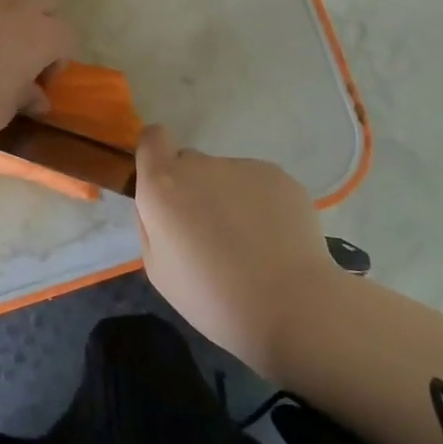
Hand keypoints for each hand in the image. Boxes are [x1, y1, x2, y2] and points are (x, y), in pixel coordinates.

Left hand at [0, 0, 76, 148]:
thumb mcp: (4, 111)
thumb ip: (25, 95)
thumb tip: (37, 96)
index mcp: (39, 35)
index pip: (66, 35)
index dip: (57, 59)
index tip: (39, 81)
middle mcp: (14, 4)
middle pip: (43, 1)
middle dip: (40, 23)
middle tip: (20, 53)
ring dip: (6, 5)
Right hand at [134, 126, 336, 377]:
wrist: (291, 306)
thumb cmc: (212, 298)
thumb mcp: (158, 269)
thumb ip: (151, 223)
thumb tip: (161, 205)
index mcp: (163, 185)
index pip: (152, 138)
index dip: (156, 156)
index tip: (163, 187)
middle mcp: (201, 165)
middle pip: (190, 164)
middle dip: (194, 189)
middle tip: (209, 234)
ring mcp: (243, 167)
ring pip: (227, 177)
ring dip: (229, 199)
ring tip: (249, 245)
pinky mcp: (279, 176)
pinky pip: (259, 185)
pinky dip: (261, 205)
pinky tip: (274, 242)